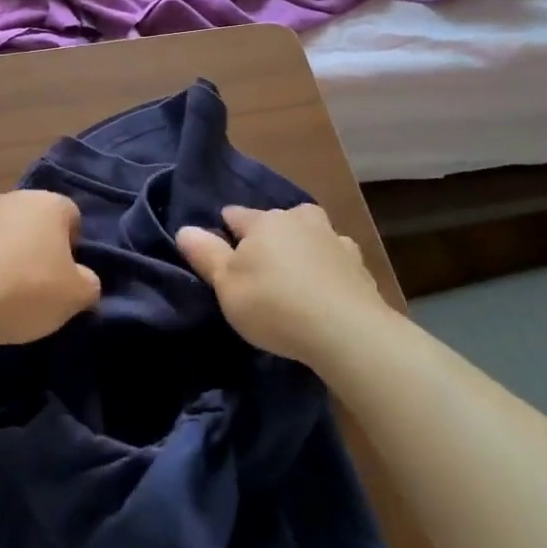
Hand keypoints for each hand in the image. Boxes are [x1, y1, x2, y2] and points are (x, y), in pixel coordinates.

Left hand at [0, 190, 101, 346]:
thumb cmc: (27, 291)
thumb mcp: (76, 296)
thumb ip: (89, 283)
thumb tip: (83, 279)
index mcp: (48, 204)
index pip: (72, 216)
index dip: (74, 246)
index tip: (66, 276)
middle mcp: (13, 199)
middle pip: (36, 222)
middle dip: (41, 249)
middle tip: (41, 285)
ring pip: (6, 234)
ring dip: (10, 256)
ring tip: (7, 294)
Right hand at [177, 204, 396, 362]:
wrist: (348, 333)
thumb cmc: (274, 303)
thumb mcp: (226, 284)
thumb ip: (205, 254)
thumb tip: (185, 229)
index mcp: (265, 221)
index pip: (235, 215)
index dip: (224, 231)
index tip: (219, 253)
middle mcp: (301, 220)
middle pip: (277, 221)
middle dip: (268, 236)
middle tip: (258, 268)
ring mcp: (336, 241)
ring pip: (311, 236)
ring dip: (302, 249)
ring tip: (294, 277)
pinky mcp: (361, 268)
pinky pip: (336, 262)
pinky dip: (328, 271)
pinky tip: (324, 292)